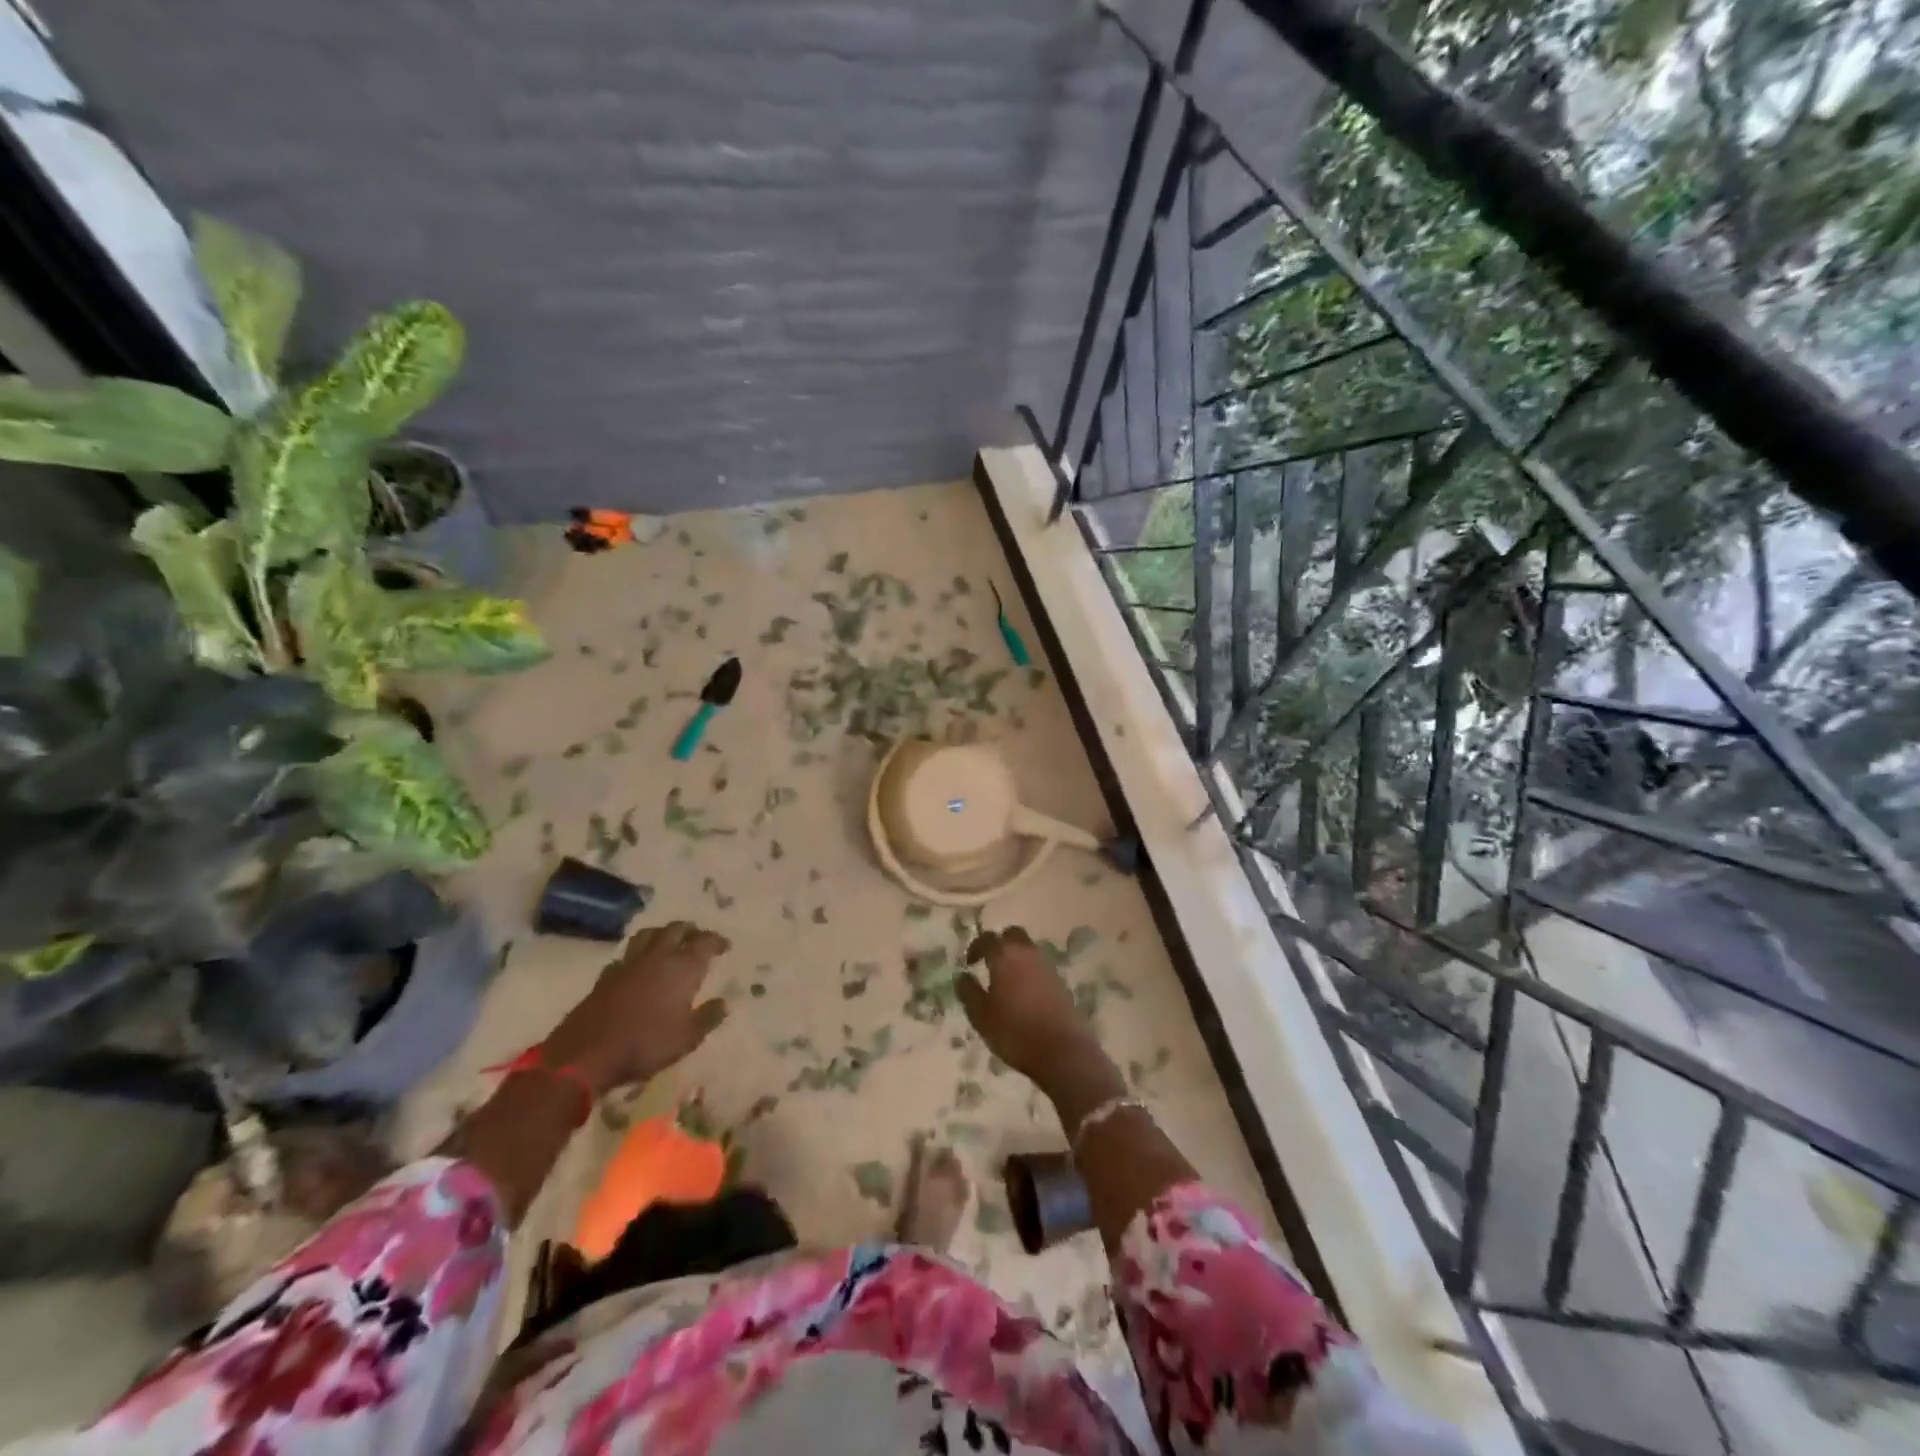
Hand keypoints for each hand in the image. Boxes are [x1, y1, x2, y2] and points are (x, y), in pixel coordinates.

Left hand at [543, 922, 729, 1091]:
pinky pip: (627, 954)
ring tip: (670, 941)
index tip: (725, 946)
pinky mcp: (606, 975)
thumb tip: (725, 1003)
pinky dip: (639, 954)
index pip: (705, 942)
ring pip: (649, 934)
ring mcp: (629, 963)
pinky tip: (639, 965)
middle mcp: (657, 957)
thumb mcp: (687, 1038)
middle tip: (699, 938)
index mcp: (682, 967)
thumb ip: (708, 1017)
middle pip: (676, 929)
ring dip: (663, 933)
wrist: (586, 1054)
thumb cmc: (645, 1045)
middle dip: (691, 930)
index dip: (717, 941)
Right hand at [955, 926, 1093, 1082]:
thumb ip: (969, 992)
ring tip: (1006, 981)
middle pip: (1012, 935)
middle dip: (1000, 944)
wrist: (1061, 1050)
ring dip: (1016, 957)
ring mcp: (1047, 966)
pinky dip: (1029, 971)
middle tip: (989, 963)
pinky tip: (1024, 993)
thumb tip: (962, 976)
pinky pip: (1040, 966)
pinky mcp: (1060, 981)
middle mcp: (1027, 953)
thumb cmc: (1014, 1031)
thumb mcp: (981, 1016)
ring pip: (1028, 949)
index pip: (987, 938)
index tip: (969, 963)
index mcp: (1005, 956)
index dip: (976, 947)